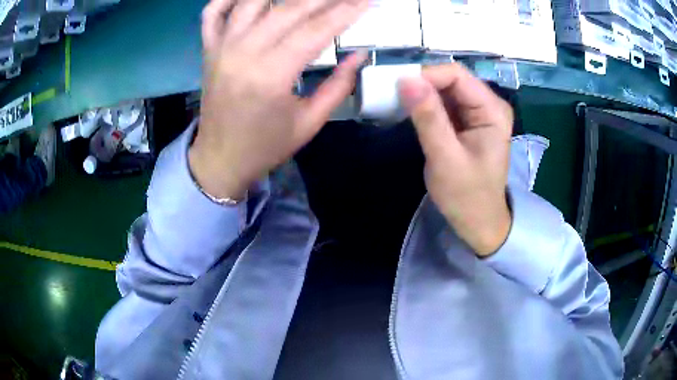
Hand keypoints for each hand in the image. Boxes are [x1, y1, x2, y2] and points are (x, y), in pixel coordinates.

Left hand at [190, 0, 368, 199]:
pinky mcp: (209, 49)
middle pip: (290, 8)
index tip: (368, 1)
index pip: (316, 29)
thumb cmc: (265, 146)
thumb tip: (359, 54)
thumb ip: (338, 85)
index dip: (347, 11)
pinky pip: (213, 12)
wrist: (220, 159)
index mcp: (271, 75)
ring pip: (253, 0)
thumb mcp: (309, 123)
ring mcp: (221, 46)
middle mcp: (243, 51)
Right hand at [398, 64, 512, 256]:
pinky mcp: (467, 121)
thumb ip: (428, 118)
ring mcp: (478, 112)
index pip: (457, 75)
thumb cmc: (467, 196)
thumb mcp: (445, 159)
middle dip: (422, 84)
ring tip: (397, 103)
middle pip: (451, 79)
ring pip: (444, 89)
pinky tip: (410, 112)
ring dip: (420, 94)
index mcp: (493, 110)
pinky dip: (425, 105)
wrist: (478, 222)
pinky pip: (443, 103)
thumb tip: (406, 80)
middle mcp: (488, 104)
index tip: (397, 88)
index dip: (426, 75)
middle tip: (393, 96)